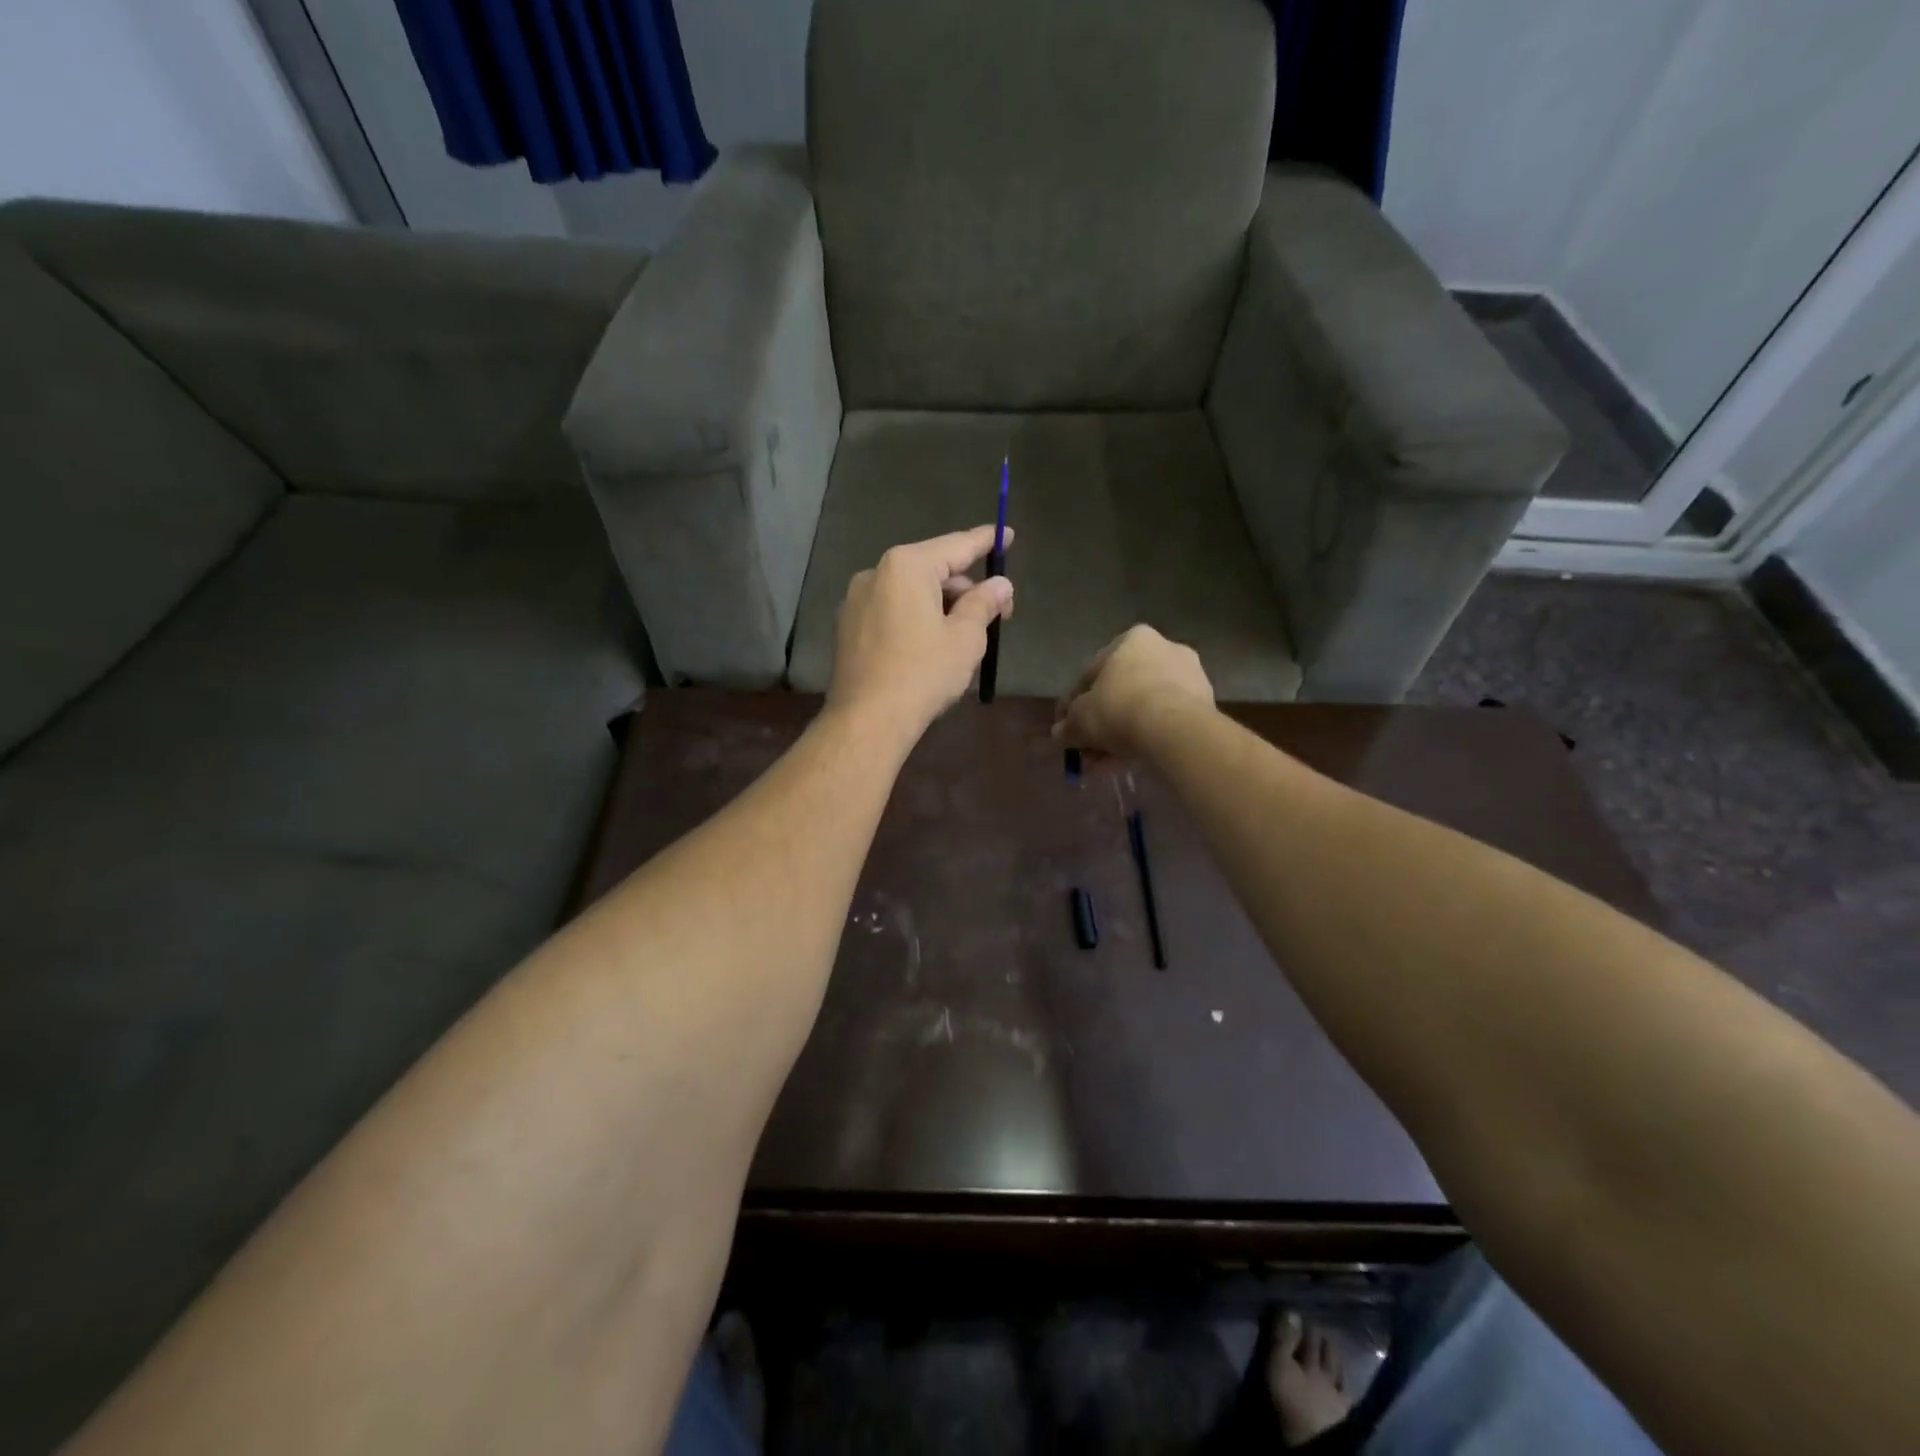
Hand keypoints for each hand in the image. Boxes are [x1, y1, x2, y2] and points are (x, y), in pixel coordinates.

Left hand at [828, 526, 1014, 738]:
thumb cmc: (923, 673)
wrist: (867, 719)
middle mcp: (875, 573)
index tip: (1006, 534)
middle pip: (932, 570)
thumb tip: (1000, 585)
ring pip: (910, 592)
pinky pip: (891, 611)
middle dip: (966, 588)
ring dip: (941, 605)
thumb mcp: (965, 638)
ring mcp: (856, 600)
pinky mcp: (847, 627)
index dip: (986, 541)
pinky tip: (930, 645)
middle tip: (998, 612)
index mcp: (906, 566)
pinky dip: (915, 618)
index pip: (956, 546)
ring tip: (965, 635)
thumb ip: (984, 603)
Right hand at [1052, 625, 1213, 760]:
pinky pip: (1163, 723)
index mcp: (1133, 640)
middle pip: (1121, 692)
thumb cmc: (1119, 709)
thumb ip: (1067, 725)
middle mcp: (1164, 649)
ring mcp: (1189, 677)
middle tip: (1086, 750)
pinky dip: (1144, 740)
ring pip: (1142, 710)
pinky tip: (1126, 764)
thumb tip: (1059, 733)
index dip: (1074, 703)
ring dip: (1120, 737)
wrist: (1174, 730)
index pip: (1093, 673)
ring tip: (1103, 766)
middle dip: (1101, 724)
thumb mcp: (1080, 719)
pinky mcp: (1205, 706)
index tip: (1066, 726)